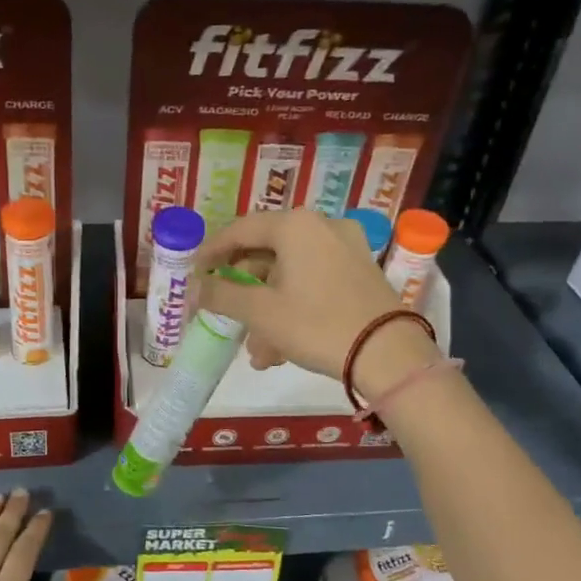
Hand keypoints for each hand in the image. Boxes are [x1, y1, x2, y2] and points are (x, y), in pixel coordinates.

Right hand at [196, 210, 439, 397]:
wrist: (388, 354)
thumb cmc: (316, 325)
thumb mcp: (260, 312)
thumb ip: (221, 295)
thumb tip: (193, 288)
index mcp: (295, 226)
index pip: (240, 230)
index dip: (212, 252)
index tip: (195, 274)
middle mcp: (321, 227)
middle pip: (267, 254)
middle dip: (244, 292)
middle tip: (225, 317)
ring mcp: (346, 249)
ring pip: (290, 275)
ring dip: (267, 310)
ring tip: (257, 353)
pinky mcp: (360, 272)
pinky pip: (313, 283)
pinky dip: (293, 308)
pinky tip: (282, 350)